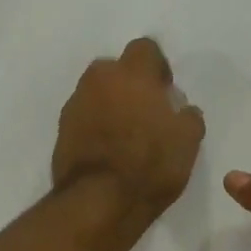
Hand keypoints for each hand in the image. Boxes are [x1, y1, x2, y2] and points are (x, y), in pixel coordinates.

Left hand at [53, 38, 205, 223]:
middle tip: (145, 113)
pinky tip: (108, 151)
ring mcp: (76, 104)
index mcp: (133, 74)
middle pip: (116, 69)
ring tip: (125, 136)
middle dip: (130, 84)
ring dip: (110, 105)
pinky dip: (95, 127)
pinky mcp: (61, 130)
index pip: (145, 49)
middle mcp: (99, 80)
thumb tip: (183, 109)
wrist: (99, 201)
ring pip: (97, 93)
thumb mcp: (187, 144)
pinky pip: (84, 118)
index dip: (157, 68)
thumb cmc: (150, 166)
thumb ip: (188, 118)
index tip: (165, 92)